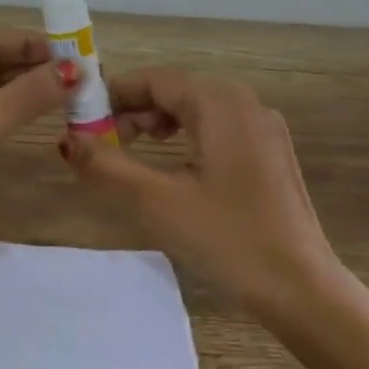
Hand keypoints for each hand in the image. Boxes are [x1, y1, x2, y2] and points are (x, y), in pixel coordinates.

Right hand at [60, 69, 368, 368]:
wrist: (301, 288)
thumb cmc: (227, 239)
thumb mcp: (156, 202)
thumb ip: (107, 166)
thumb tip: (67, 141)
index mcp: (221, 104)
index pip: (156, 79)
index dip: (113, 94)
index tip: (81, 118)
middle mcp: (247, 104)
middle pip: (178, 90)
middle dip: (135, 109)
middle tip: (104, 141)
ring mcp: (264, 130)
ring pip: (198, 110)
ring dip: (159, 123)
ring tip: (133, 152)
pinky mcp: (271, 156)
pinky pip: (219, 129)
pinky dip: (187, 137)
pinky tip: (174, 167)